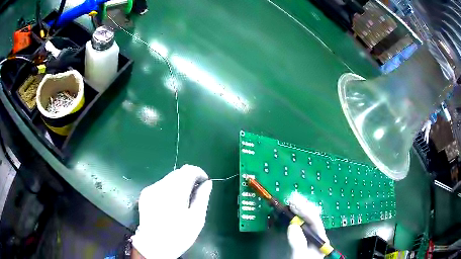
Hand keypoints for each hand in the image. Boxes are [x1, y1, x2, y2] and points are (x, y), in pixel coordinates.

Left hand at [131, 165, 212, 258]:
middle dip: (189, 179)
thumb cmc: (178, 235)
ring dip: (179, 184)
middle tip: (195, 194)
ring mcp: (150, 189)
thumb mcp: (196, 219)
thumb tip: (207, 183)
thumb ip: (202, 197)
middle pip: (178, 172)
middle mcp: (160, 186)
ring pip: (169, 178)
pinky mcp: (145, 194)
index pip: (188, 170)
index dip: (199, 173)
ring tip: (183, 201)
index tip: (204, 183)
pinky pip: (160, 185)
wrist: (153, 246)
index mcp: (175, 191)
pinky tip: (170, 204)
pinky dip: (169, 189)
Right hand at [287, 192, 328, 258]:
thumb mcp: (300, 256)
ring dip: (298, 209)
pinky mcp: (301, 237)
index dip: (305, 212)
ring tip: (290, 201)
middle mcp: (316, 234)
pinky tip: (288, 212)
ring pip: (305, 219)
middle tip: (292, 199)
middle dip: (302, 207)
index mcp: (320, 238)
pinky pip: (298, 224)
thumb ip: (298, 243)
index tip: (294, 205)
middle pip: (311, 217)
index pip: (315, 221)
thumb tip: (293, 225)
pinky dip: (292, 217)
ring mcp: (308, 235)